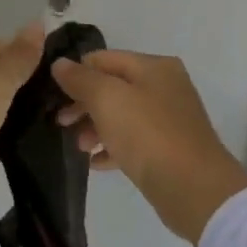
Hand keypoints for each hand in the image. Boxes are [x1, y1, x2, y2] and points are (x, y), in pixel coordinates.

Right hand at [52, 50, 246, 245]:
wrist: (193, 187)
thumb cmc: (147, 134)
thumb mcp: (107, 99)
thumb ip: (81, 79)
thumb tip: (60, 64)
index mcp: (154, 67)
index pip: (104, 59)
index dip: (76, 73)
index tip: (53, 96)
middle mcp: (165, 87)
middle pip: (113, 87)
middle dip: (84, 104)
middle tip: (61, 123)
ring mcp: (169, 119)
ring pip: (122, 116)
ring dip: (95, 128)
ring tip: (80, 148)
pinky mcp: (169, 148)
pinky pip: (133, 141)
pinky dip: (112, 148)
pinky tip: (96, 163)